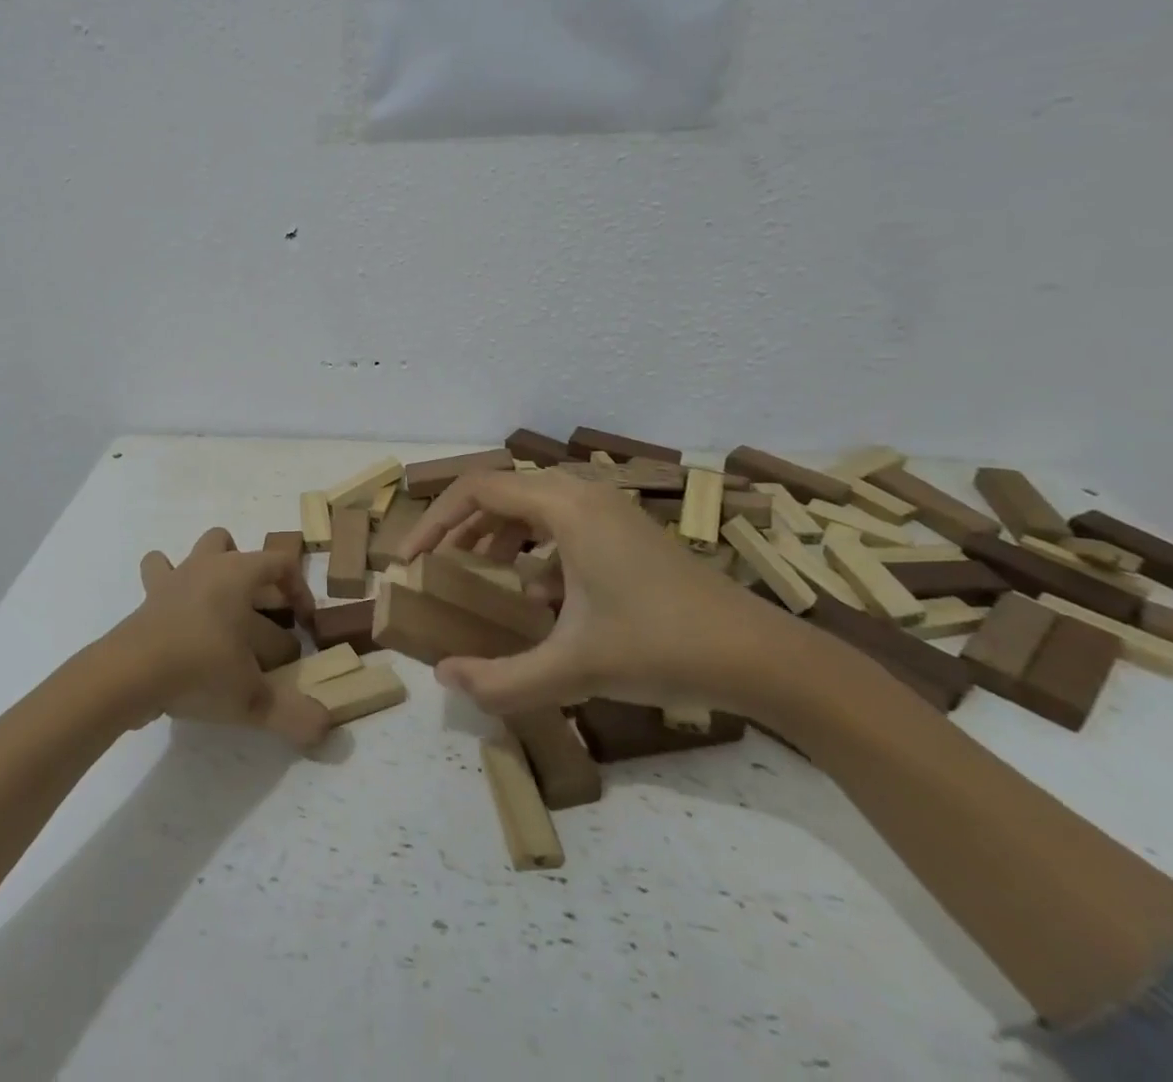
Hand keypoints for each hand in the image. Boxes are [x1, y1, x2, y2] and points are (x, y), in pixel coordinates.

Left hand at [106, 528, 329, 747]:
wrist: (130, 674)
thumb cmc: (200, 668)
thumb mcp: (253, 699)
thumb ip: (293, 714)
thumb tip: (324, 728)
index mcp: (239, 574)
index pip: (281, 563)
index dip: (300, 590)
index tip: (304, 625)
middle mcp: (207, 567)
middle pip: (232, 546)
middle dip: (247, 573)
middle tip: (258, 614)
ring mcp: (173, 580)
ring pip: (192, 552)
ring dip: (205, 570)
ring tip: (217, 610)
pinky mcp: (146, 600)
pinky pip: (157, 579)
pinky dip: (167, 591)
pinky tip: (176, 620)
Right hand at [397, 469, 791, 714]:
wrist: (760, 656)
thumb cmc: (661, 647)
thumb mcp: (573, 669)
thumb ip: (501, 680)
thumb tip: (444, 678)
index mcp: (565, 506)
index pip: (477, 490)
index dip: (435, 521)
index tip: (412, 561)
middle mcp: (584, 493)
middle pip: (501, 490)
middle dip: (462, 526)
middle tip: (438, 565)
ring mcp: (610, 509)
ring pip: (531, 503)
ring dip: (497, 533)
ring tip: (480, 574)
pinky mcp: (627, 530)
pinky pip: (560, 520)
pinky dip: (533, 546)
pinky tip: (537, 594)